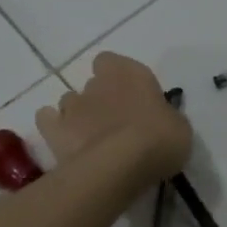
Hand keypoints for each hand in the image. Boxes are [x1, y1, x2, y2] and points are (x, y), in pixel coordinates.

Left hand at [37, 53, 190, 181]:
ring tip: (91, 139)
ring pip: (69, 101)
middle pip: (93, 84)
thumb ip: (164, 117)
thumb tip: (158, 120)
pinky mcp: (54, 129)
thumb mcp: (179, 127)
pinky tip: (66, 142)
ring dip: (78, 115)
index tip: (129, 98)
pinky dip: (53, 127)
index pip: (112, 62)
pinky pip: (47, 120)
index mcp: (130, 73)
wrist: (122, 163)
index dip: (117, 78)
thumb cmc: (160, 139)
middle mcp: (98, 83)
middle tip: (114, 124)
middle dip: (100, 100)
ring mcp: (72, 105)